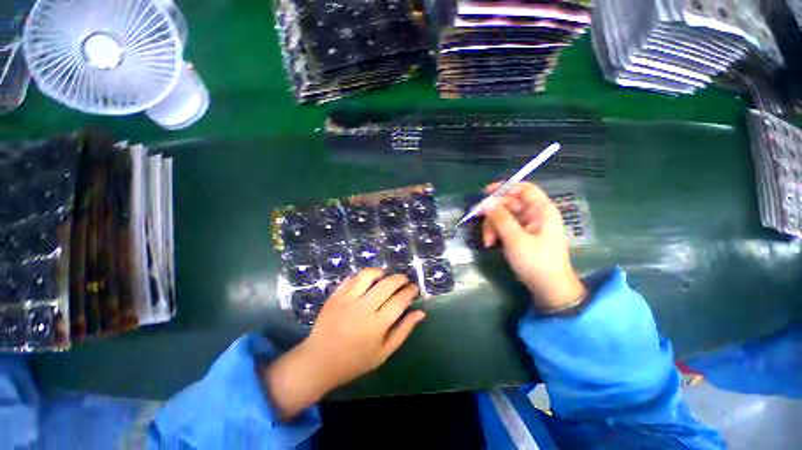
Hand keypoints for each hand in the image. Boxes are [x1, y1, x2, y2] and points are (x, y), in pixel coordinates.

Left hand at [264, 269, 423, 419]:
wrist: (318, 362)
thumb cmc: (354, 361)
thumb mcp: (383, 352)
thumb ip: (403, 330)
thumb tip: (420, 313)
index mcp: (378, 324)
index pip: (400, 300)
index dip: (410, 291)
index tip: (414, 288)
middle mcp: (363, 307)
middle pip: (387, 284)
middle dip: (400, 278)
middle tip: (404, 280)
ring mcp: (347, 299)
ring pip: (368, 275)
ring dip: (380, 272)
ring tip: (384, 276)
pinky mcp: (335, 296)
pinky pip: (351, 278)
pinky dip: (361, 277)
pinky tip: (365, 282)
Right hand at [481, 181, 585, 310]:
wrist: (548, 288)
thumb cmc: (536, 261)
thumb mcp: (515, 239)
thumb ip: (500, 218)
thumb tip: (485, 203)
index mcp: (541, 210)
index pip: (523, 188)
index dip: (504, 188)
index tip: (485, 194)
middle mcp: (535, 214)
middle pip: (509, 203)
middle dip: (493, 213)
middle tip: (477, 220)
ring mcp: (528, 226)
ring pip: (504, 216)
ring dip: (492, 226)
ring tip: (487, 241)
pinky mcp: (521, 236)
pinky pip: (505, 227)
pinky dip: (496, 233)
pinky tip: (490, 243)